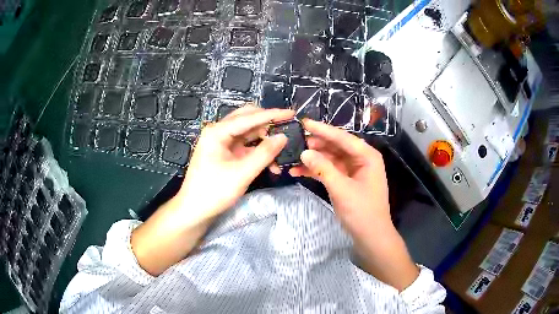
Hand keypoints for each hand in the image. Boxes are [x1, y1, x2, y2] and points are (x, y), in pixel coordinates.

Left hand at [132, 106, 293, 275]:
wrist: (194, 210)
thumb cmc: (214, 192)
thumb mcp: (242, 173)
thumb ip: (264, 153)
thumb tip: (283, 137)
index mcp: (218, 132)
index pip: (249, 117)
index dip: (272, 115)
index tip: (291, 113)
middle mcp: (219, 132)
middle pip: (247, 119)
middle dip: (268, 124)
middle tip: (287, 129)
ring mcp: (222, 143)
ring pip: (248, 133)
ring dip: (264, 139)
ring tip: (282, 149)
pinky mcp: (225, 154)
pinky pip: (245, 146)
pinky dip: (258, 151)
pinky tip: (270, 162)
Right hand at [289, 119, 389, 234]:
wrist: (371, 236)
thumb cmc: (362, 211)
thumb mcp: (342, 189)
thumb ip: (323, 169)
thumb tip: (304, 152)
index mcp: (367, 156)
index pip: (342, 138)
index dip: (322, 129)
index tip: (303, 122)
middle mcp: (361, 159)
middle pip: (336, 146)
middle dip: (316, 145)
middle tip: (295, 141)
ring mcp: (353, 170)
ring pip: (330, 158)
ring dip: (313, 159)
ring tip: (292, 157)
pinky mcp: (346, 181)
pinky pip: (329, 170)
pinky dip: (316, 171)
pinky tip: (298, 171)